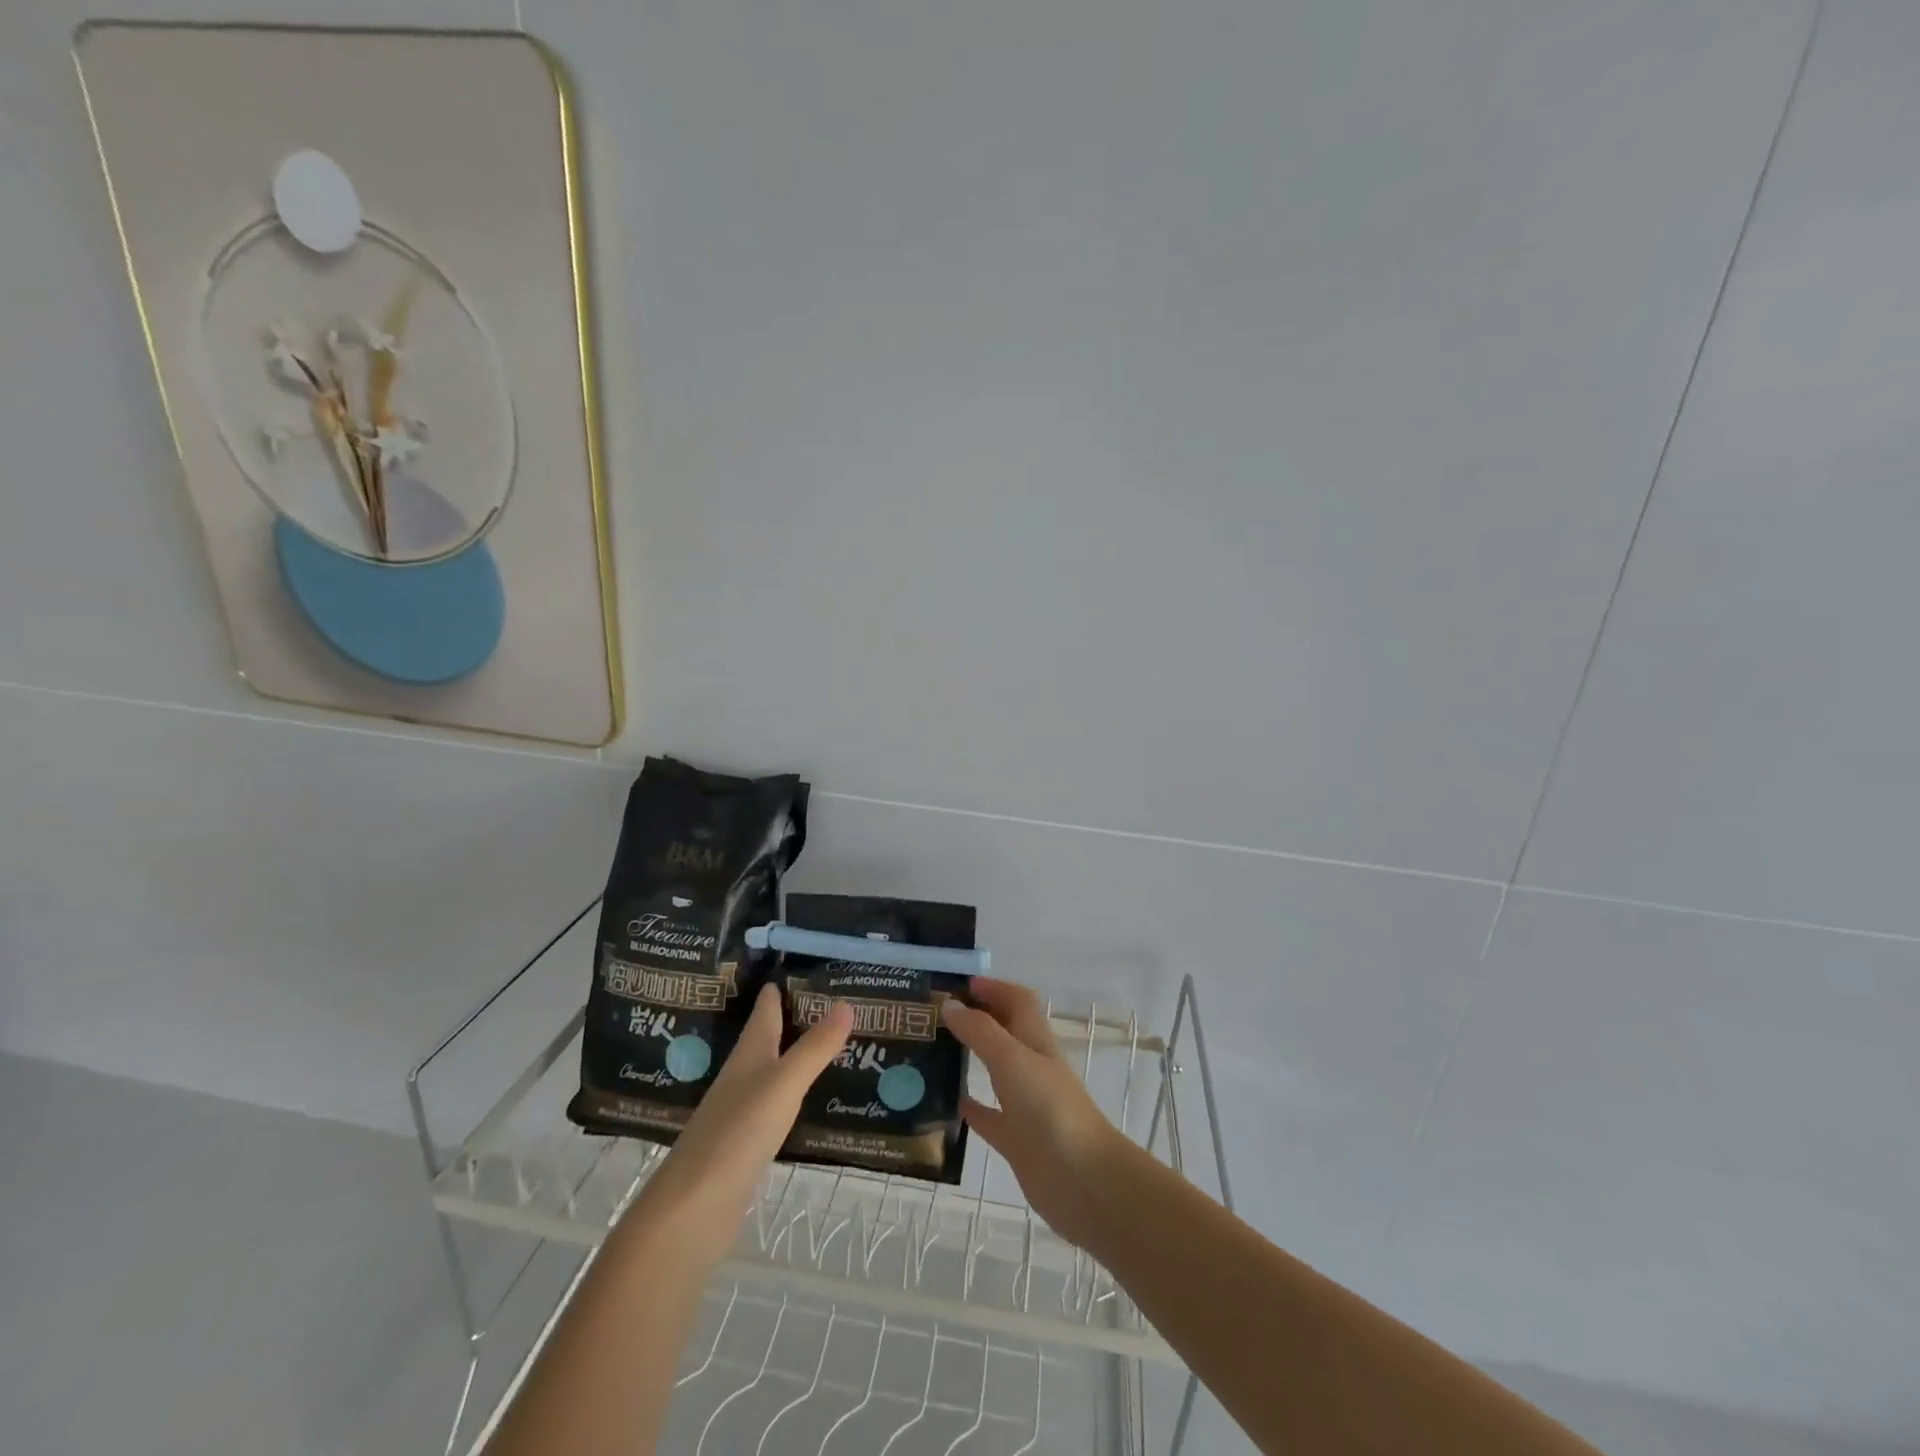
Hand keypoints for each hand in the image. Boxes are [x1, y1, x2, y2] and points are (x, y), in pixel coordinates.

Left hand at [624, 982, 852, 1260]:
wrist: (693, 1209)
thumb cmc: (737, 1133)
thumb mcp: (783, 1084)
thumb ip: (815, 1047)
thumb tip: (846, 1002)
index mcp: (749, 1052)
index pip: (766, 1007)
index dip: (783, 984)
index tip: (809, 963)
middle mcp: (743, 1074)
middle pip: (769, 1035)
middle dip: (796, 1015)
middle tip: (835, 998)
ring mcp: (741, 1109)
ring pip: (773, 1068)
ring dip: (796, 1053)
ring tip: (832, 1040)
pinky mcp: (745, 1141)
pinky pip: (776, 1102)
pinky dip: (795, 1091)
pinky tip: (811, 1096)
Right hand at [942, 977, 1127, 1247]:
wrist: (1083, 1181)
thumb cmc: (1050, 1109)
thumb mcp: (1013, 1060)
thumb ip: (981, 1032)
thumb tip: (950, 1005)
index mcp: (1036, 1041)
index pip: (1017, 1001)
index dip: (994, 988)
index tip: (959, 985)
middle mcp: (1031, 1067)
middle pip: (1003, 1032)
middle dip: (975, 1019)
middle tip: (933, 1016)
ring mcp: (1024, 1104)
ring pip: (992, 1072)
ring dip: (967, 1059)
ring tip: (928, 1053)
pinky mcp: (1016, 1139)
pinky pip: (986, 1116)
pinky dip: (967, 1107)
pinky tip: (940, 1104)